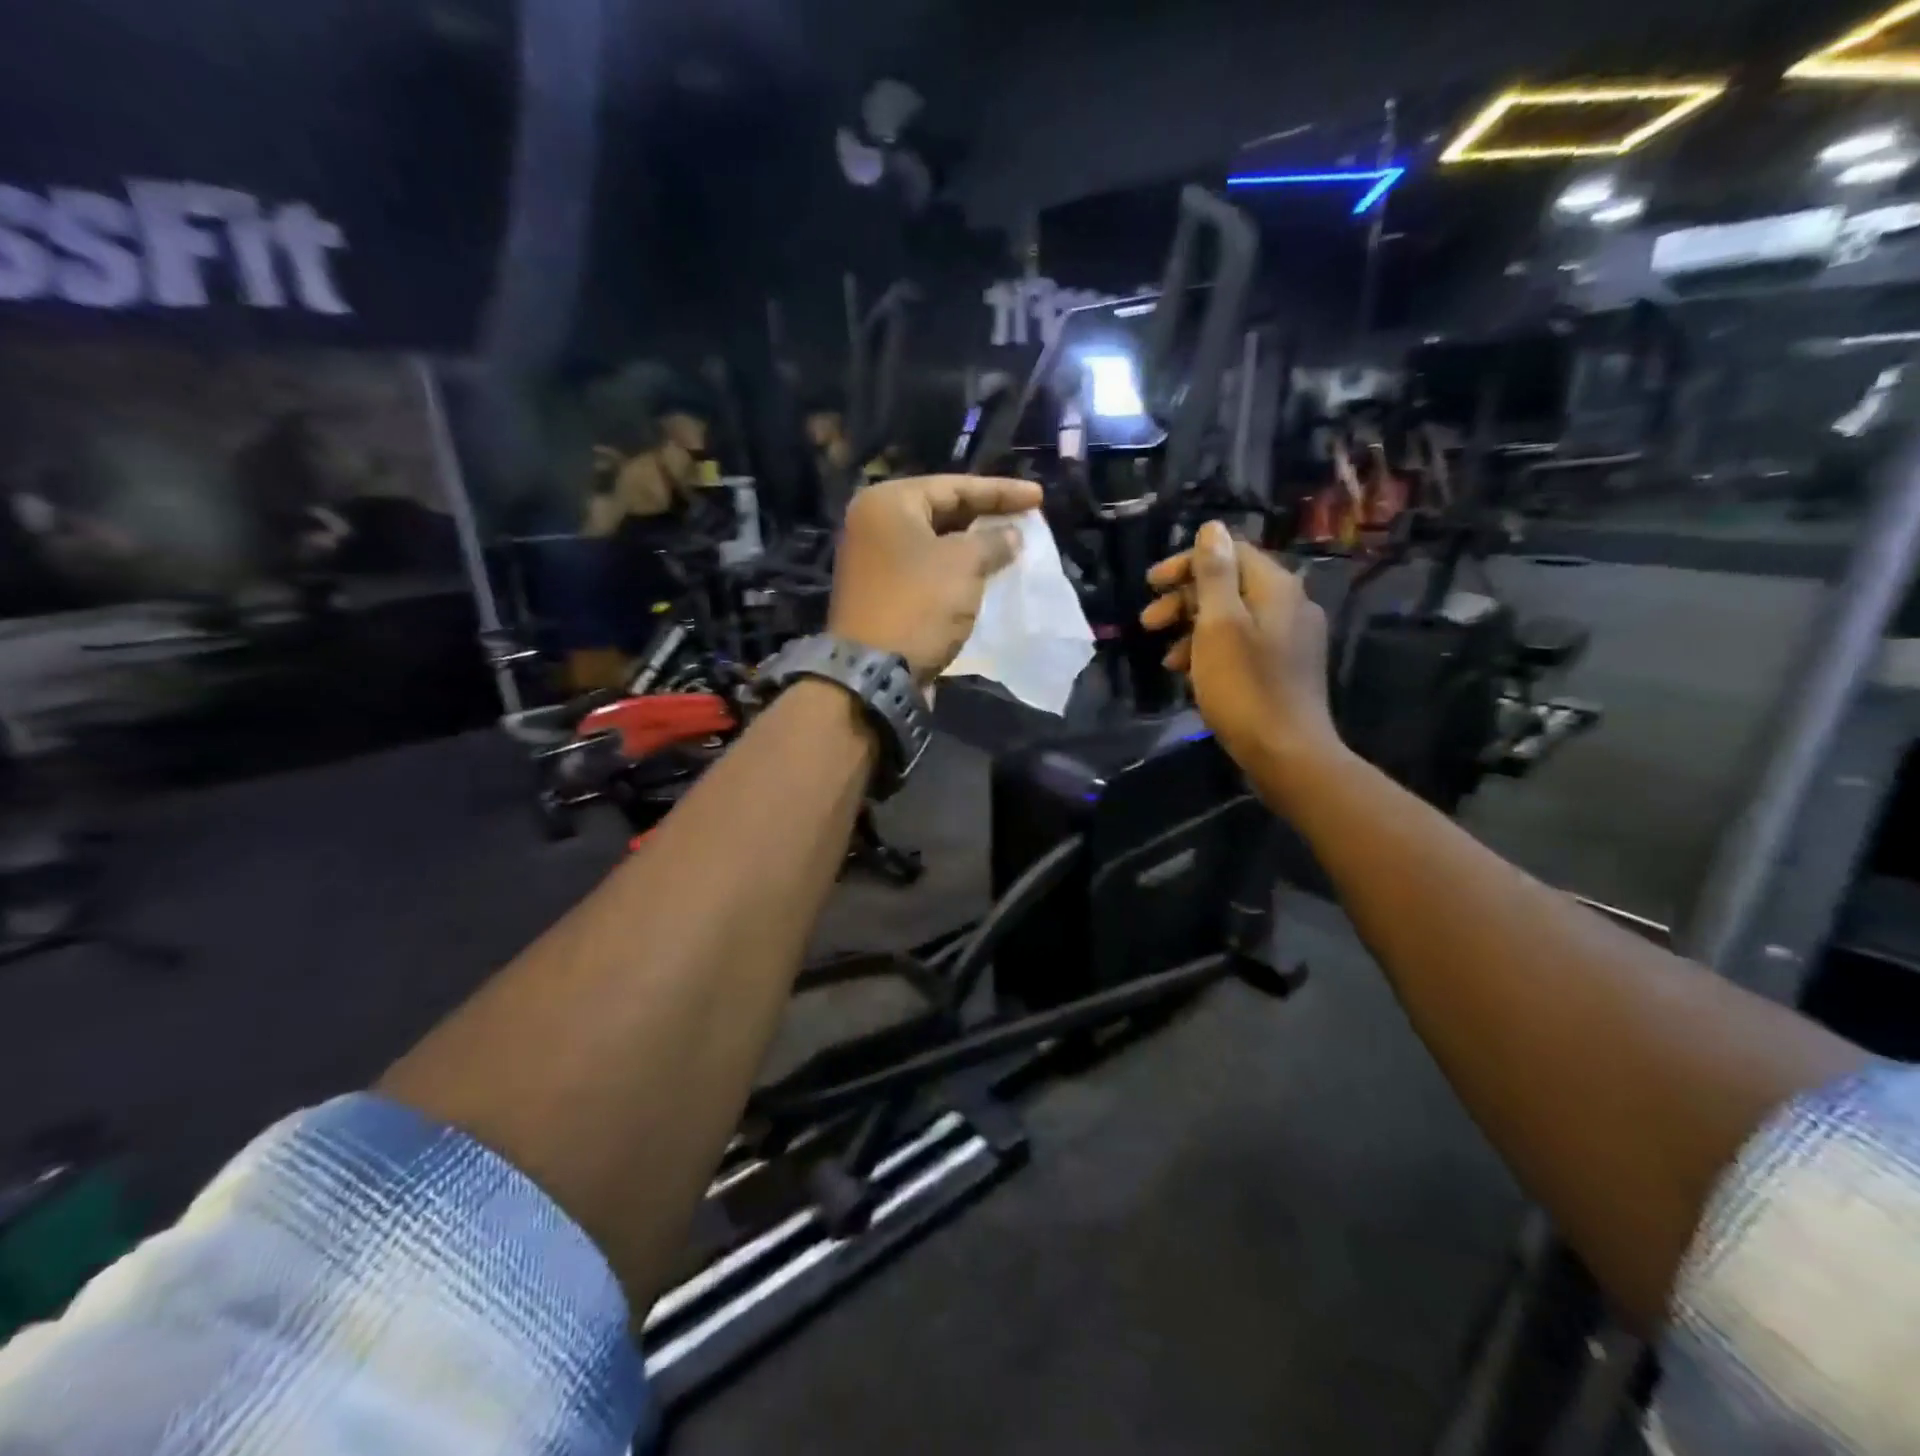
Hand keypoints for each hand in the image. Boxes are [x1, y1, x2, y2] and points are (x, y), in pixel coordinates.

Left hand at [830, 475, 1044, 682]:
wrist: (874, 673)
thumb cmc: (919, 604)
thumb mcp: (964, 565)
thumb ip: (992, 541)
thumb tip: (1011, 535)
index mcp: (887, 503)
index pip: (954, 486)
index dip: (1001, 492)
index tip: (1039, 497)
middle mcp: (874, 525)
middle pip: (941, 512)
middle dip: (985, 517)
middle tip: (1025, 520)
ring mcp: (874, 562)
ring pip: (934, 544)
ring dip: (972, 547)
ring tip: (1010, 547)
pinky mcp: (881, 594)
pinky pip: (926, 571)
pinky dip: (955, 572)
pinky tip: (983, 576)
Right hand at [1141, 520, 1341, 780]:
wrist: (1287, 752)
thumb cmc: (1245, 686)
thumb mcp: (1219, 625)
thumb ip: (1214, 574)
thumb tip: (1212, 528)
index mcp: (1276, 588)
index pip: (1229, 553)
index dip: (1187, 564)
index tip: (1151, 585)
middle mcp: (1290, 605)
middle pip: (1230, 585)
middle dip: (1184, 600)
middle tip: (1148, 622)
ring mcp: (1290, 638)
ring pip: (1233, 617)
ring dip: (1192, 629)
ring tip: (1164, 656)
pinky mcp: (1285, 667)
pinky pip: (1242, 644)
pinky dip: (1211, 650)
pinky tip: (1189, 674)